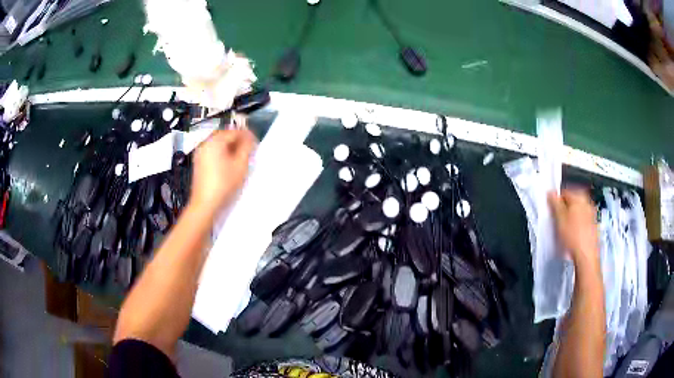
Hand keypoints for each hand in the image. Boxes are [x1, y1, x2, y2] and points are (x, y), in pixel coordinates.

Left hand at [190, 129, 255, 215]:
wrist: (205, 203)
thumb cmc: (224, 183)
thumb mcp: (240, 165)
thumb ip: (247, 148)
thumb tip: (249, 139)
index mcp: (215, 140)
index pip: (234, 131)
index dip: (247, 135)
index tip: (256, 142)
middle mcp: (205, 143)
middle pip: (225, 136)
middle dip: (238, 141)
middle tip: (249, 149)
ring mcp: (200, 153)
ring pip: (219, 144)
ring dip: (230, 147)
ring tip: (241, 157)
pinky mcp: (199, 162)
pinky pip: (213, 152)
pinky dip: (222, 154)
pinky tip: (229, 164)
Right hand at [548, 189, 599, 268]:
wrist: (586, 255)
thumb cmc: (575, 238)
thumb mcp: (559, 218)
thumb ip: (554, 203)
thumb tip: (551, 193)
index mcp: (580, 196)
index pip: (564, 192)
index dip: (556, 201)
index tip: (552, 209)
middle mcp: (587, 203)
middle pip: (572, 202)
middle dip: (564, 210)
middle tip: (557, 220)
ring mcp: (591, 215)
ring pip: (577, 212)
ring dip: (570, 218)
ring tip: (564, 230)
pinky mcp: (593, 226)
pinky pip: (582, 222)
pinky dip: (576, 226)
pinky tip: (571, 236)